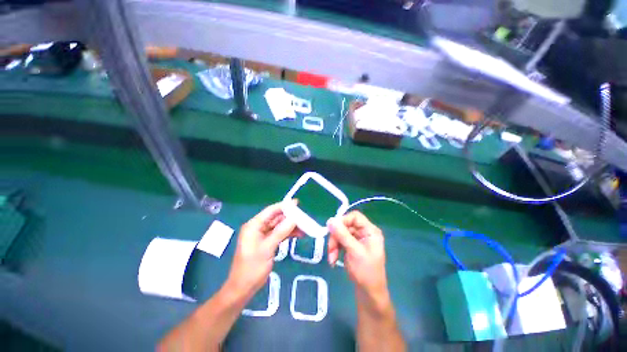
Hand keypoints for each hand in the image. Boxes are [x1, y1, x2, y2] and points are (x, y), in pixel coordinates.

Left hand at [225, 201, 300, 299]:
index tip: (297, 203)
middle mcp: (258, 227)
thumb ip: (280, 232)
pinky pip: (280, 234)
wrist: (243, 289)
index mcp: (253, 225)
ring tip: (305, 227)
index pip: (270, 211)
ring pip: (279, 226)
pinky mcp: (267, 242)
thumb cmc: (252, 268)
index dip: (284, 206)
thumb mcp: (267, 249)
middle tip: (304, 217)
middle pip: (276, 218)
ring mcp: (263, 235)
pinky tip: (299, 234)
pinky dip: (288, 234)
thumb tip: (294, 218)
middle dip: (290, 217)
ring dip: (291, 226)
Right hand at [327, 211, 389, 312]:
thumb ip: (342, 234)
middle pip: (345, 225)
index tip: (332, 229)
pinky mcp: (352, 246)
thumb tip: (330, 220)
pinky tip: (333, 260)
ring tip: (331, 258)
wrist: (369, 294)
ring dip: (334, 245)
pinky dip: (335, 249)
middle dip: (336, 237)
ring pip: (340, 233)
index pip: (354, 217)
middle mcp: (364, 232)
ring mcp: (358, 239)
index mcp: (370, 231)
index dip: (343, 220)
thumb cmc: (366, 272)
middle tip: (330, 250)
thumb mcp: (353, 251)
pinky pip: (340, 241)